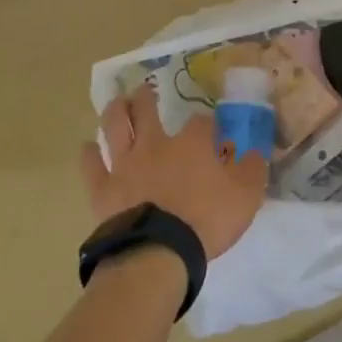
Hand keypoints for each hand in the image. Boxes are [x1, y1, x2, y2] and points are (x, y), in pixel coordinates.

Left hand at [80, 83, 267, 260]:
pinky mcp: (104, 190)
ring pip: (116, 128)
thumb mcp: (246, 196)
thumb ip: (252, 170)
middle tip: (145, 89)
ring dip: (117, 112)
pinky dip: (88, 155)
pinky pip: (92, 167)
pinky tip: (86, 147)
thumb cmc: (206, 220)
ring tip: (118, 101)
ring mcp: (126, 165)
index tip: (212, 129)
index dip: (207, 123)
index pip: (201, 123)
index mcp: (192, 144)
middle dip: (147, 98)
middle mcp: (156, 145)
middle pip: (147, 112)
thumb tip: (255, 152)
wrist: (159, 252)